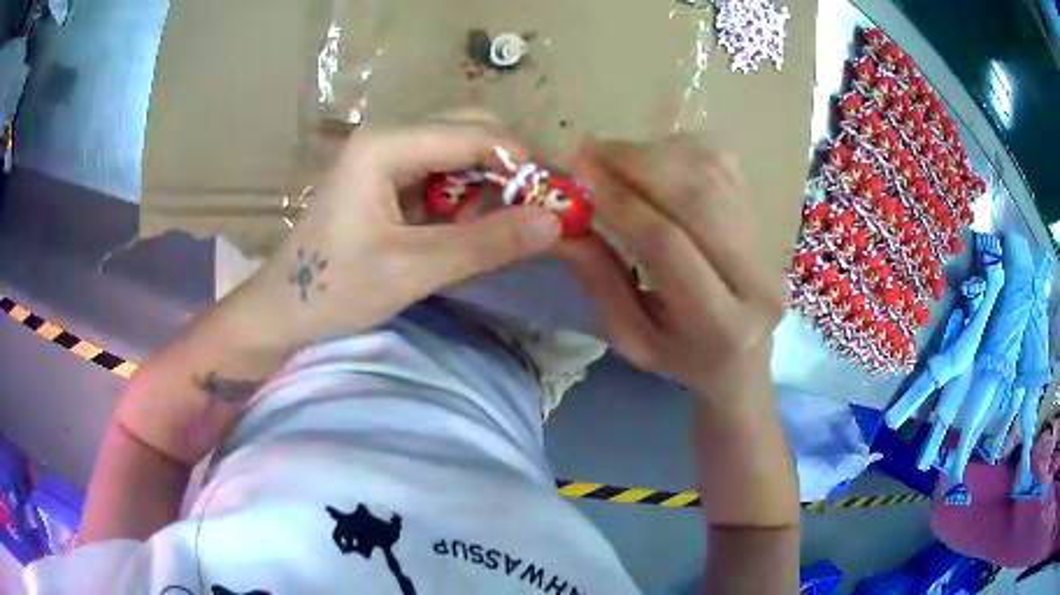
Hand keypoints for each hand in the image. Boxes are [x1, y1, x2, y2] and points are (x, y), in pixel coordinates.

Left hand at [244, 112, 561, 347]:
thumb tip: (555, 223)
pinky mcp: (389, 181)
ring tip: (500, 229)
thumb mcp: (412, 269)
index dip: (523, 164)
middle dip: (509, 169)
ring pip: (461, 154)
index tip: (557, 203)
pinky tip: (468, 230)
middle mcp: (389, 137)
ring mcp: (388, 158)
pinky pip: (444, 177)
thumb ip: (485, 243)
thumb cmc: (333, 288)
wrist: (282, 311)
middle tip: (534, 213)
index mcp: (386, 145)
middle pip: (470, 132)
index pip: (475, 135)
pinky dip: (467, 200)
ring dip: (489, 186)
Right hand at [558, 136, 783, 399]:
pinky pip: (719, 164)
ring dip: (655, 153)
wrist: (740, 353)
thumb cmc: (680, 354)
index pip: (668, 244)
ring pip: (709, 172)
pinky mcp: (763, 216)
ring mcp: (766, 242)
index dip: (621, 203)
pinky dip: (678, 151)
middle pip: (696, 197)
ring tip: (613, 156)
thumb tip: (559, 225)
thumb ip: (599, 280)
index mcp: (720, 325)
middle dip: (637, 164)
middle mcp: (756, 278)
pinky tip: (650, 160)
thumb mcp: (631, 338)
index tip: (579, 175)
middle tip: (589, 151)